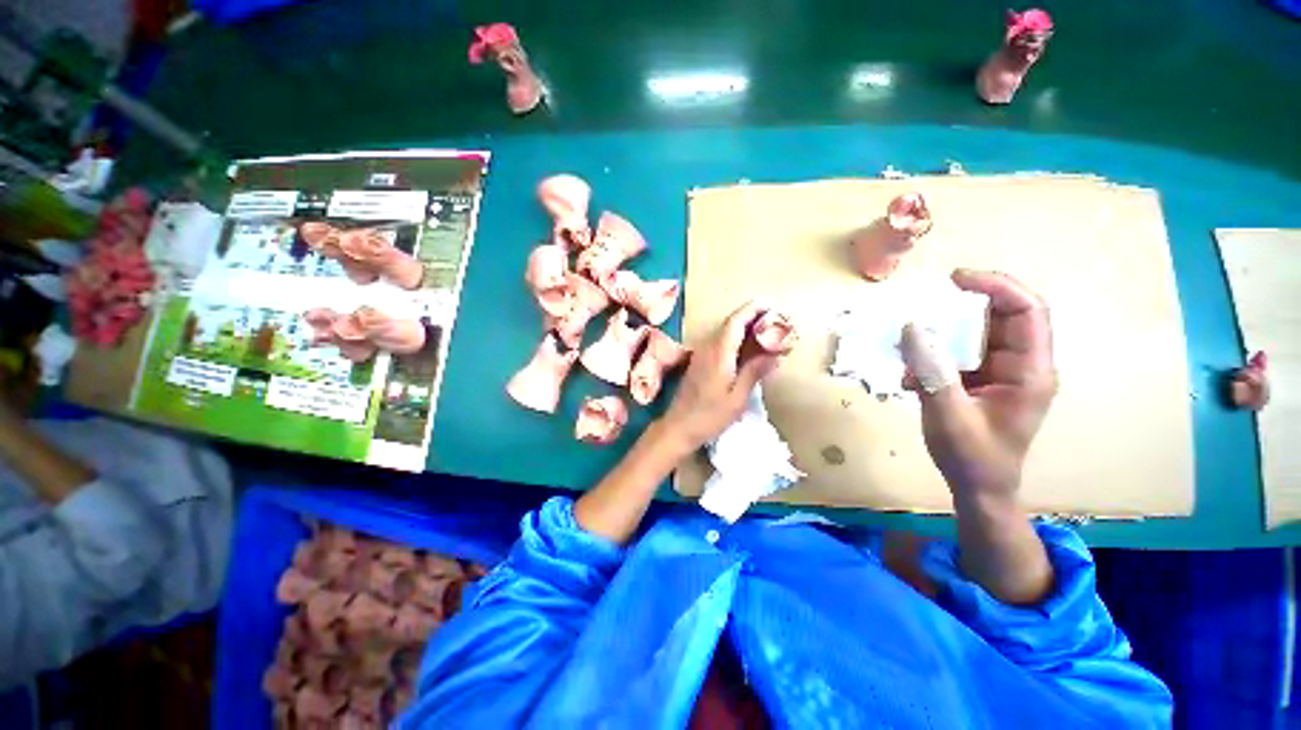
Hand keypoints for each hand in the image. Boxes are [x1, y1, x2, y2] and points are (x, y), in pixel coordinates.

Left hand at [661, 302, 782, 450]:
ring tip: (766, 330)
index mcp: (719, 354)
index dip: (753, 310)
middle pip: (730, 323)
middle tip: (775, 319)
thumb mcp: (737, 397)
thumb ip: (754, 372)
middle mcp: (708, 348)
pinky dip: (736, 338)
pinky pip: (720, 342)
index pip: (736, 321)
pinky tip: (748, 347)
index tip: (771, 305)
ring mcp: (702, 354)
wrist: (679, 426)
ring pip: (725, 332)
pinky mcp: (700, 362)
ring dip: (745, 326)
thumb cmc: (710, 415)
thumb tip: (774, 354)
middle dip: (752, 316)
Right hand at [901, 269, 1056, 500]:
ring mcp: (1001, 372)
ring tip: (909, 353)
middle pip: (1001, 317)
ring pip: (975, 335)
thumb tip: (912, 327)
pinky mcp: (981, 380)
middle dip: (961, 309)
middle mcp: (1021, 365)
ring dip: (940, 337)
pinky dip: (932, 358)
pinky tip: (910, 379)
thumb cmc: (972, 457)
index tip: (955, 280)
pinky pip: (958, 355)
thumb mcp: (948, 414)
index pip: (1027, 311)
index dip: (996, 287)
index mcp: (1030, 371)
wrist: (979, 488)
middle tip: (923, 308)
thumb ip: (932, 371)